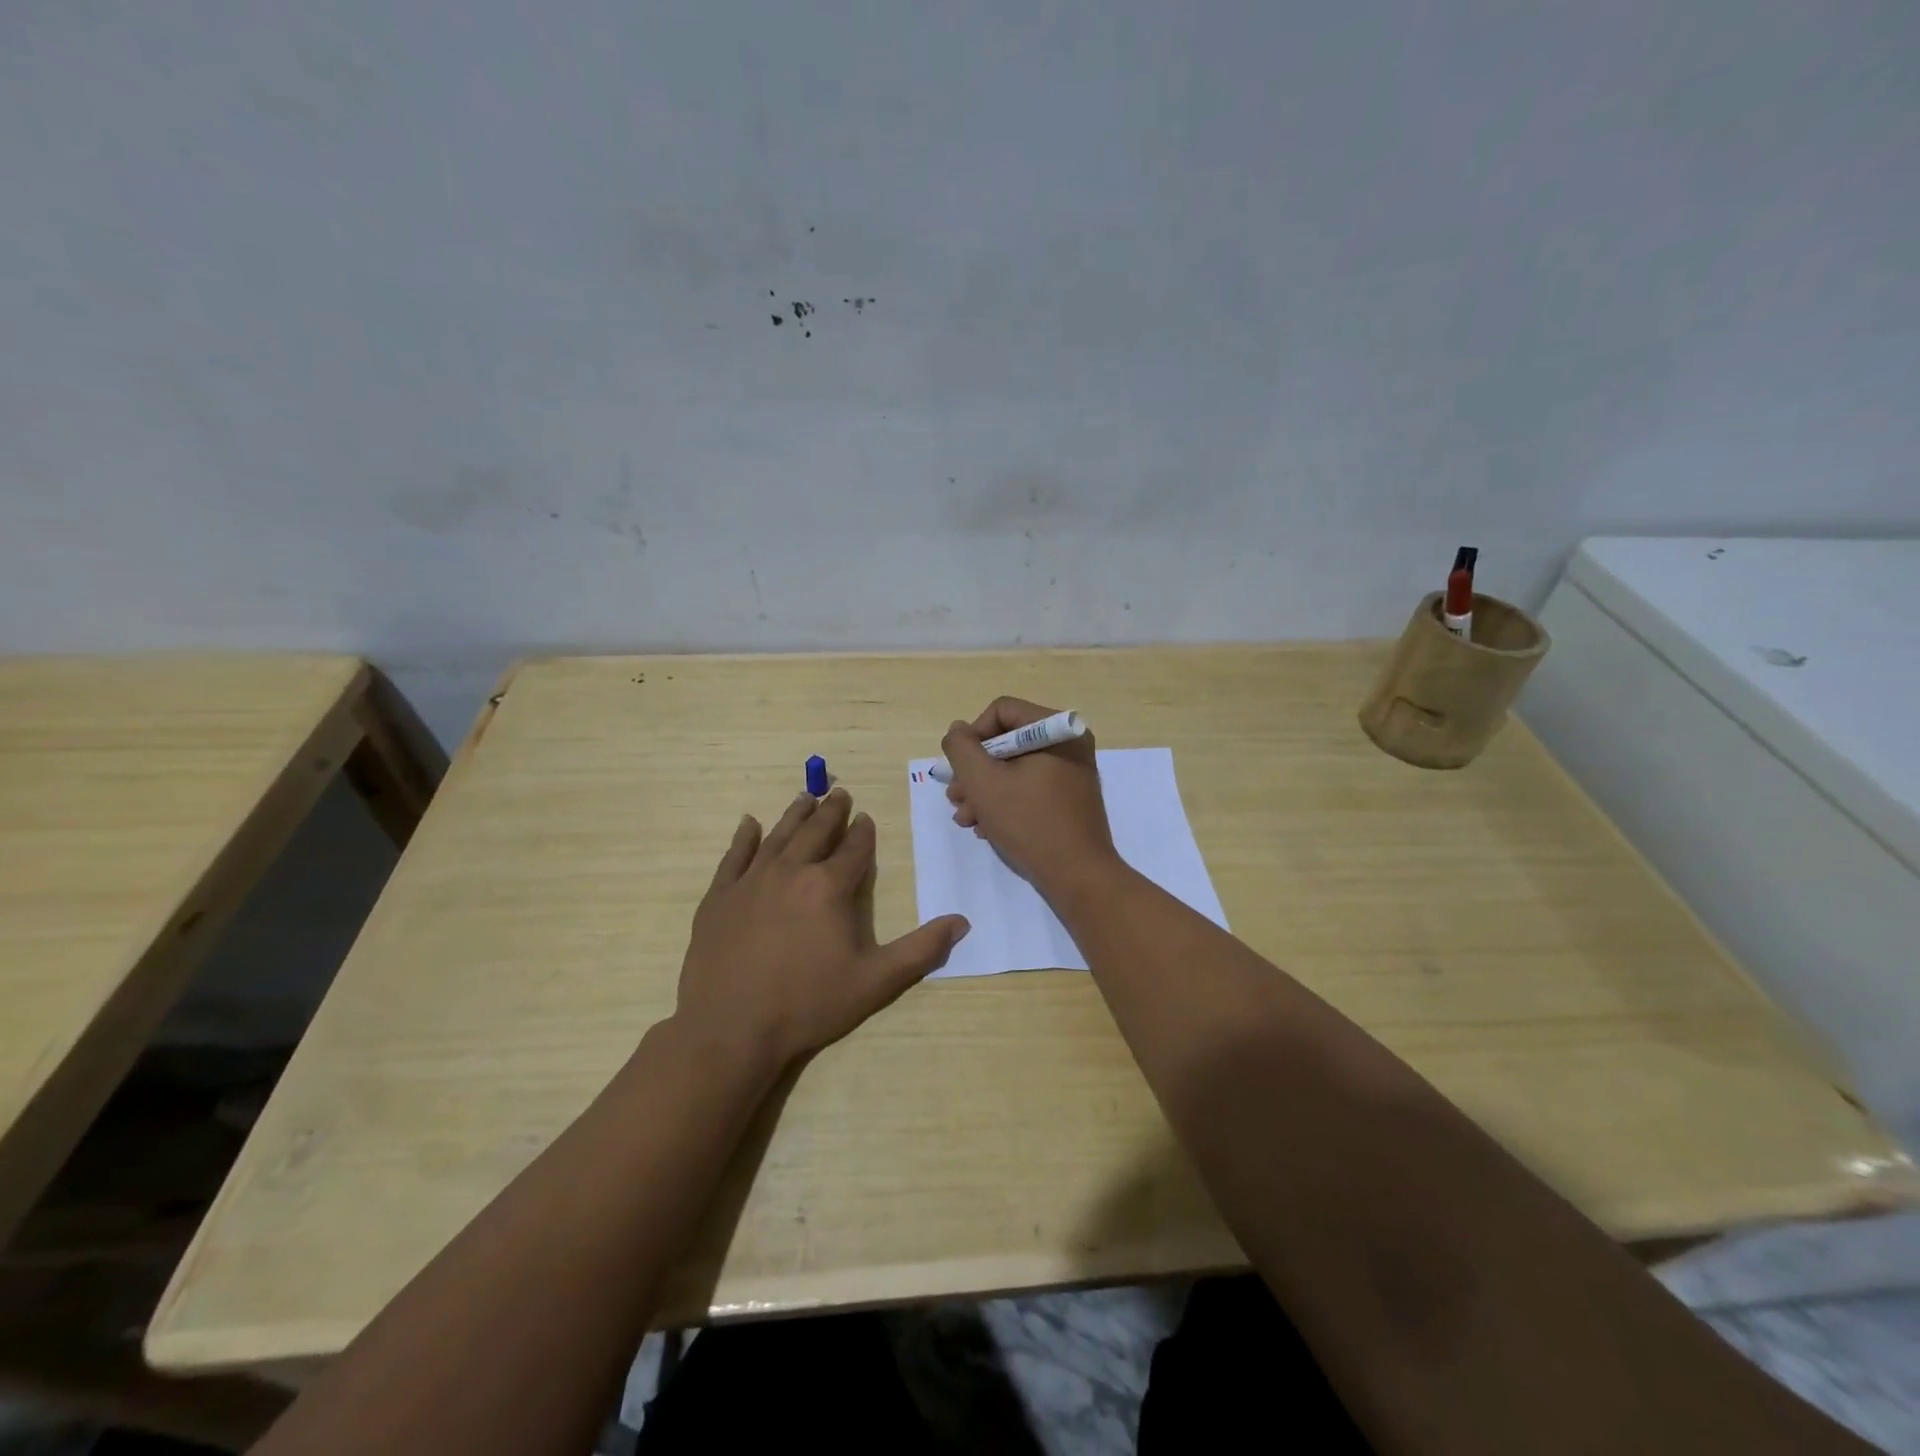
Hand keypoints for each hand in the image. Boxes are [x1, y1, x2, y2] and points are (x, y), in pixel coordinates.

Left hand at [675, 788, 969, 1068]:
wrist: (731, 1029)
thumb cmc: (808, 1004)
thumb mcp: (875, 982)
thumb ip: (921, 950)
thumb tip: (962, 922)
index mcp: (829, 887)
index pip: (853, 849)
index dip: (863, 832)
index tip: (866, 817)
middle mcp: (791, 872)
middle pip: (816, 831)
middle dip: (831, 811)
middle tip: (839, 793)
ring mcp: (751, 881)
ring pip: (778, 836)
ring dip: (795, 815)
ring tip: (805, 797)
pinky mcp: (720, 897)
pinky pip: (735, 856)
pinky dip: (744, 837)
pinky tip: (749, 823)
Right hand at [940, 697, 1119, 892]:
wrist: (1078, 876)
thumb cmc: (1030, 823)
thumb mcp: (983, 782)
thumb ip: (962, 749)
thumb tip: (958, 730)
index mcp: (1056, 729)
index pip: (1001, 711)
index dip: (972, 737)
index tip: (960, 770)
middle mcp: (1068, 743)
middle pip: (1006, 741)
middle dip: (975, 771)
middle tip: (955, 798)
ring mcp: (1071, 772)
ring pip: (1014, 767)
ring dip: (984, 790)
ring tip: (966, 818)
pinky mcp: (1069, 797)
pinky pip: (1030, 786)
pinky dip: (1005, 802)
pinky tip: (986, 827)